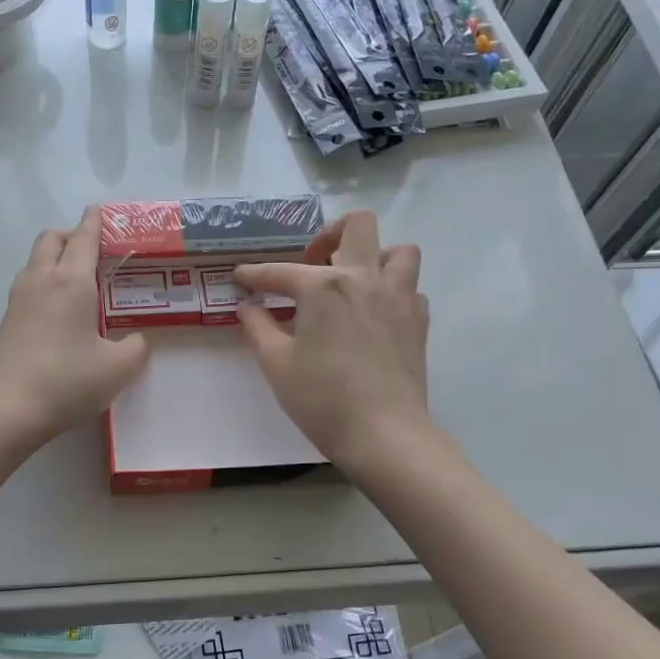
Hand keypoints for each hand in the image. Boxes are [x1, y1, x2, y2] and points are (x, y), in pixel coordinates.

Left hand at [0, 206, 149, 449]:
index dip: (95, 222)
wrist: (6, 410)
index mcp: (71, 282)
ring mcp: (18, 300)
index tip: (101, 211)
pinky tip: (59, 310)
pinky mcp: (6, 322)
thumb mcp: (117, 368)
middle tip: (93, 249)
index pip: (84, 238)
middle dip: (72, 235)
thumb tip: (136, 340)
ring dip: (55, 257)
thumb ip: (135, 348)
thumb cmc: (67, 381)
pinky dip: (44, 282)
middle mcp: (41, 281)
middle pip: (52, 239)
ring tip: (78, 279)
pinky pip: (28, 286)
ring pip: (35, 261)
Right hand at [233, 209, 431, 470]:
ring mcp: (399, 297)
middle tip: (312, 263)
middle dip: (329, 235)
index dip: (255, 274)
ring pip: (399, 250)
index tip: (240, 277)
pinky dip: (392, 291)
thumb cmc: (322, 399)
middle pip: (358, 225)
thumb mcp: (276, 364)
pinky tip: (373, 314)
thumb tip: (247, 307)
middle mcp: (365, 278)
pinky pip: (410, 288)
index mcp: (324, 286)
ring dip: (374, 256)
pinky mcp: (418, 321)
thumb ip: (258, 328)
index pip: (281, 271)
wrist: (384, 434)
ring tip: (353, 282)